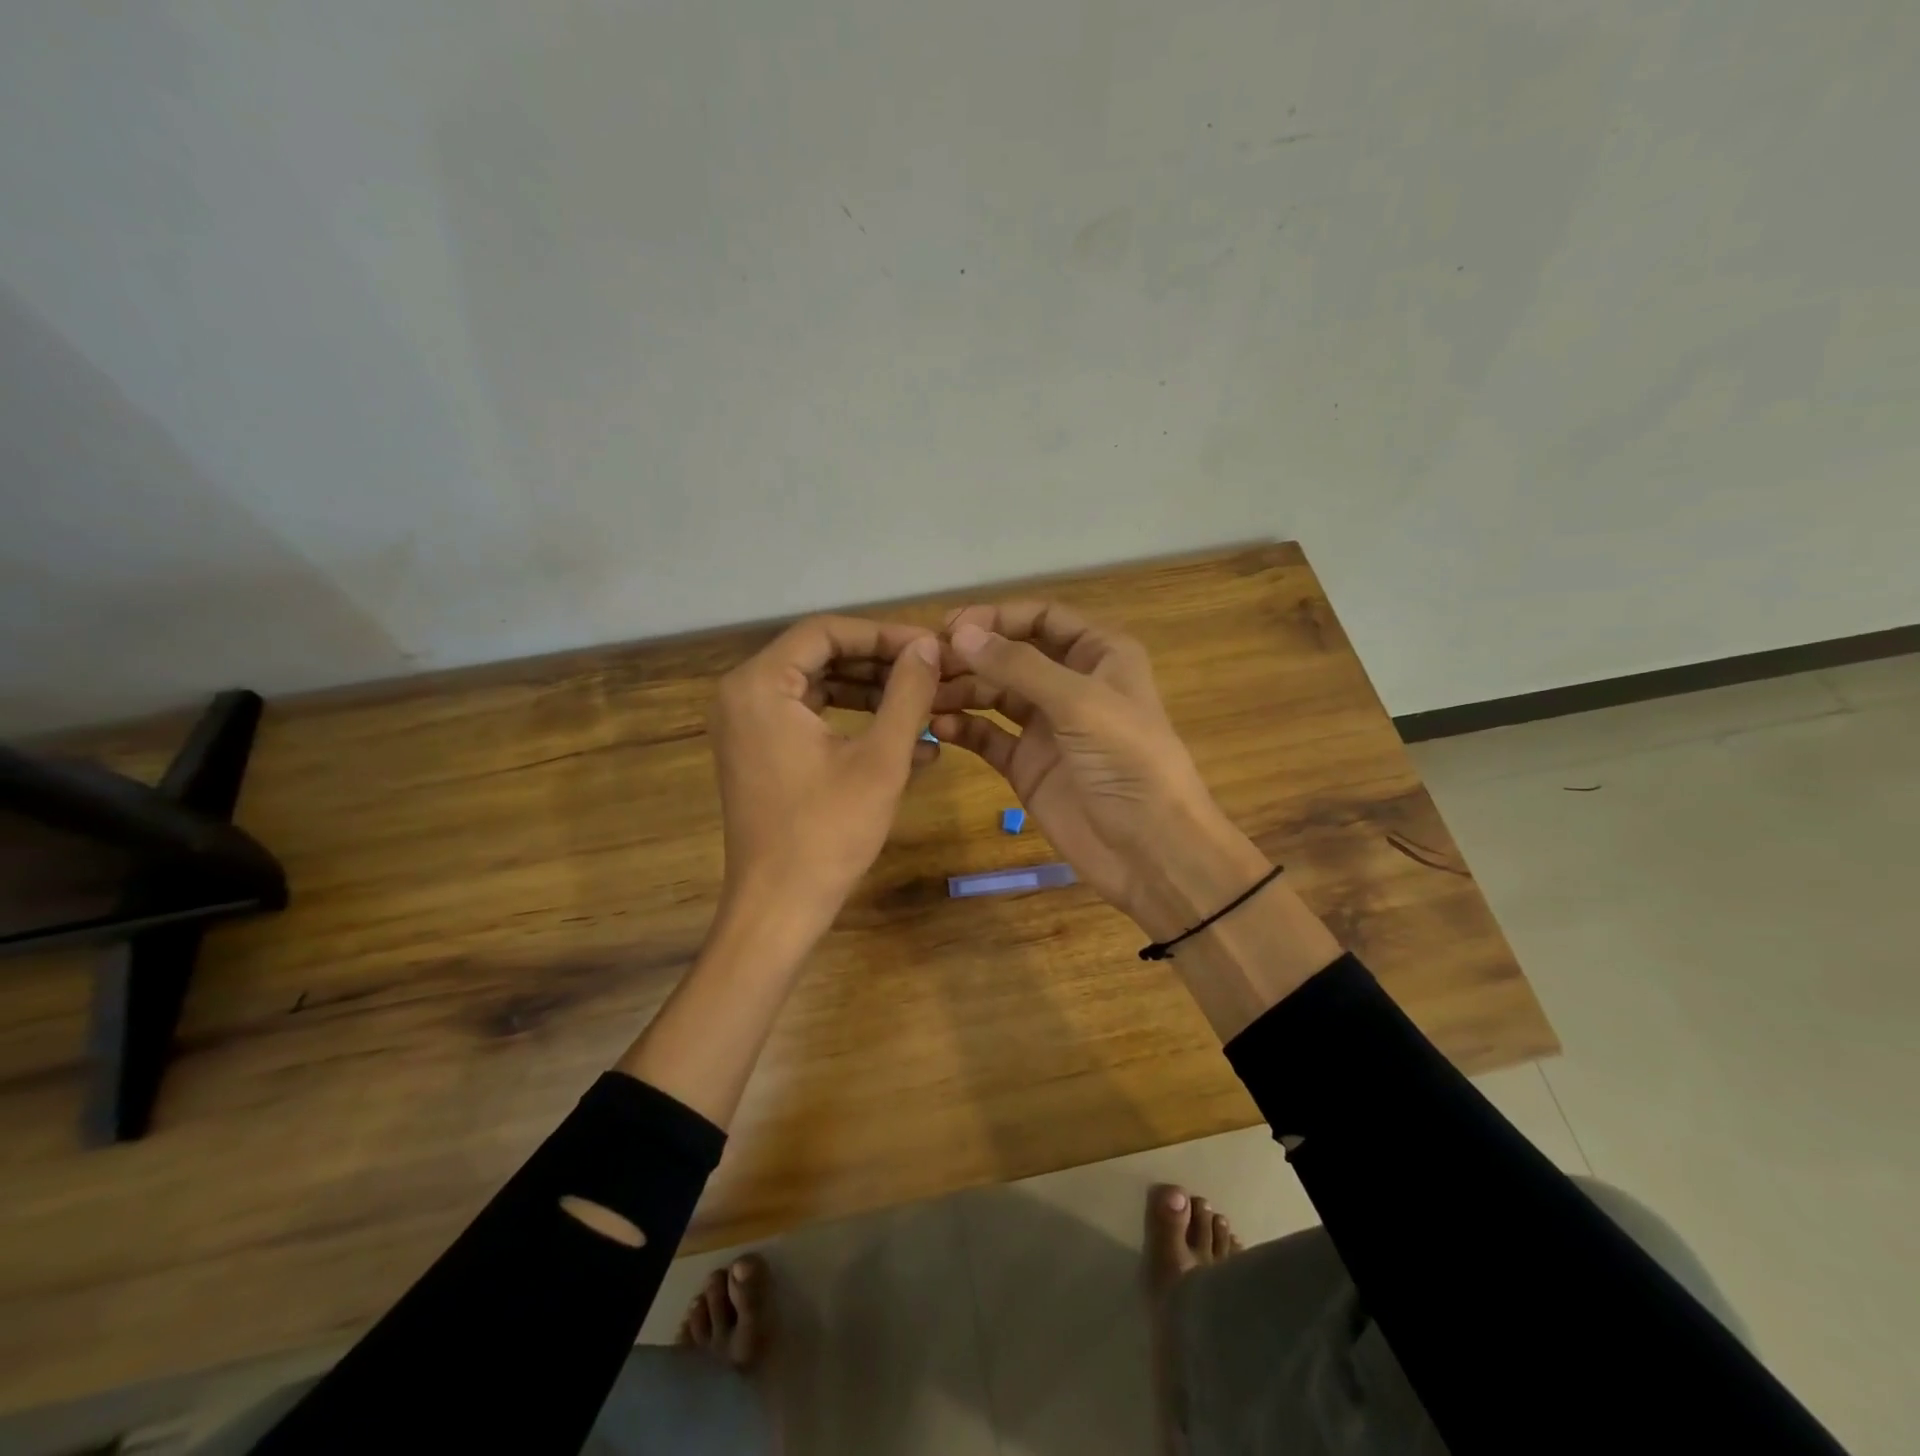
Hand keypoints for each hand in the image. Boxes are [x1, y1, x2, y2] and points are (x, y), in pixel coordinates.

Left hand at [708, 615, 942, 946]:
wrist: (779, 907)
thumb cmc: (828, 832)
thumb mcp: (880, 759)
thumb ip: (907, 693)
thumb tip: (929, 646)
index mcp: (760, 685)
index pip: (826, 632)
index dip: (883, 634)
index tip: (930, 647)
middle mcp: (743, 695)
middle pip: (821, 656)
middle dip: (881, 664)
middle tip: (932, 672)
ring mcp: (748, 726)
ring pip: (820, 688)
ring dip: (874, 694)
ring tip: (927, 704)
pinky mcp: (760, 753)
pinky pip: (811, 719)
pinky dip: (854, 723)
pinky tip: (909, 742)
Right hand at [933, 602, 1269, 937]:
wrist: (1150, 849)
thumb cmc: (1127, 761)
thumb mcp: (1078, 702)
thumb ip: (1018, 666)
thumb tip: (960, 633)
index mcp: (1099, 655)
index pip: (1043, 618)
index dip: (998, 618)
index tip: (950, 627)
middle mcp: (1071, 684)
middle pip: (1012, 656)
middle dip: (971, 656)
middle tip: (926, 665)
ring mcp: (1047, 727)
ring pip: (994, 695)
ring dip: (961, 691)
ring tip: (924, 696)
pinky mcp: (1028, 765)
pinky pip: (988, 737)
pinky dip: (964, 729)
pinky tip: (938, 728)